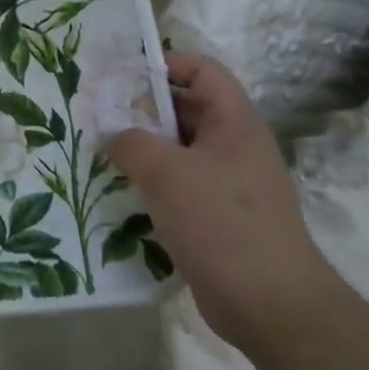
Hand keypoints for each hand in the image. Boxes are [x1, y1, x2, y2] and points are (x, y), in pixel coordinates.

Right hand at [106, 51, 343, 354]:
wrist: (270, 305)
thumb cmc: (221, 222)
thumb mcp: (165, 172)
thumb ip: (130, 142)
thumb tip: (112, 136)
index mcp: (234, 123)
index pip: (203, 71)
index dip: (166, 64)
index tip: (122, 76)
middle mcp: (235, 146)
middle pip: (187, 109)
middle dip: (142, 109)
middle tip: (98, 114)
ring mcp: (229, 184)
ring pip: (179, 150)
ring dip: (143, 149)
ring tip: (101, 152)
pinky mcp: (219, 217)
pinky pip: (180, 185)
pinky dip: (152, 183)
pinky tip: (121, 192)